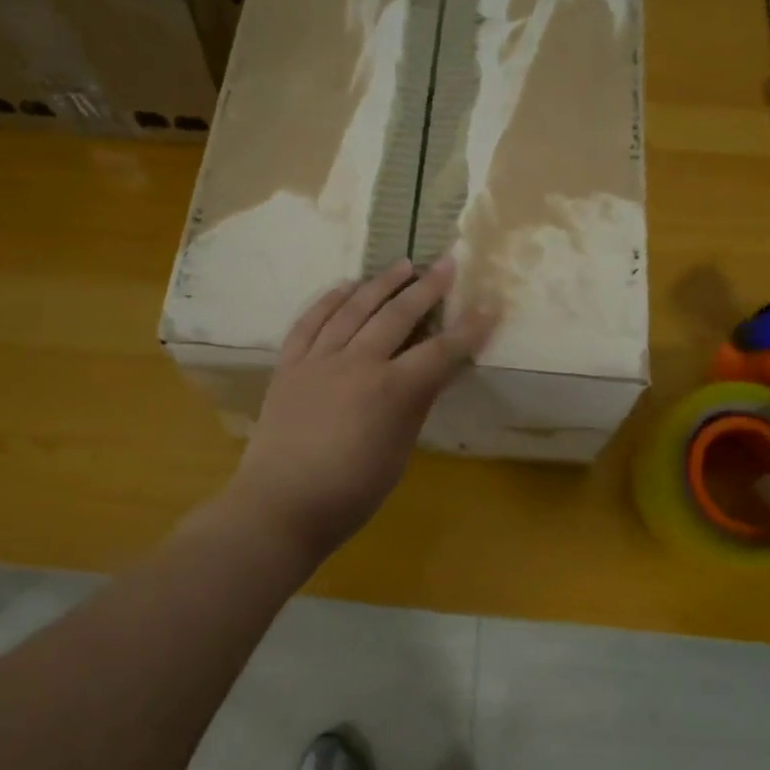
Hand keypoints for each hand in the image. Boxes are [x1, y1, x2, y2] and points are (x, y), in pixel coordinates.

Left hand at [219, 256, 494, 567]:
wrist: (280, 505)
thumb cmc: (349, 493)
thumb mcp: (397, 454)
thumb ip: (415, 406)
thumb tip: (433, 373)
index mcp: (390, 391)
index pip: (440, 351)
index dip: (468, 329)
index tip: (488, 306)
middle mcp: (356, 363)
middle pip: (397, 316)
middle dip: (426, 288)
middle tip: (446, 264)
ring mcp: (318, 360)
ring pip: (353, 309)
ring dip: (380, 283)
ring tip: (402, 265)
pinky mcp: (288, 364)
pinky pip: (310, 321)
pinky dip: (329, 300)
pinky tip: (344, 286)